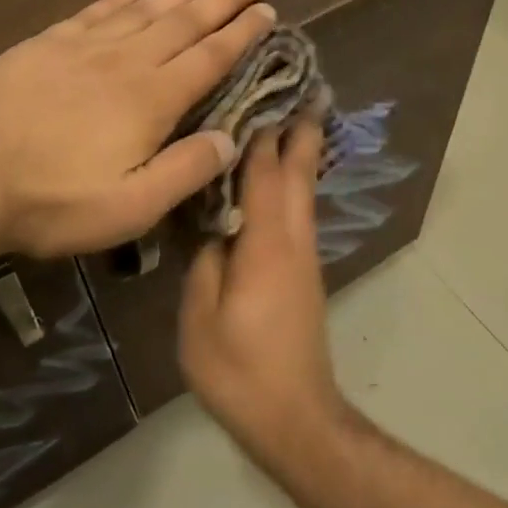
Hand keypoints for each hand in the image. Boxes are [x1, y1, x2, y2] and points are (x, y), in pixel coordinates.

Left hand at [0, 0, 275, 257]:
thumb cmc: (50, 201)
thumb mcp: (129, 207)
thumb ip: (184, 172)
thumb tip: (230, 139)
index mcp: (150, 100)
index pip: (208, 57)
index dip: (242, 34)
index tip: (268, 10)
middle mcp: (123, 62)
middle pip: (183, 22)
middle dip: (222, 0)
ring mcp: (80, 48)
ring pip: (143, 10)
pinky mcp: (43, 46)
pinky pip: (94, 11)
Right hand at [178, 122, 350, 463]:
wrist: (294, 416)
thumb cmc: (240, 370)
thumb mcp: (201, 317)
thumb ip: (205, 262)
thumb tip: (211, 226)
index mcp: (266, 244)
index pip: (265, 173)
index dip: (264, 132)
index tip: (265, 91)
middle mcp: (294, 242)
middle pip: (299, 176)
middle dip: (301, 132)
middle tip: (306, 91)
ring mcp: (304, 260)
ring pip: (304, 194)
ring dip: (300, 156)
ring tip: (293, 122)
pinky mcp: (304, 277)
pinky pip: (298, 216)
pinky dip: (292, 187)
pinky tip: (277, 183)